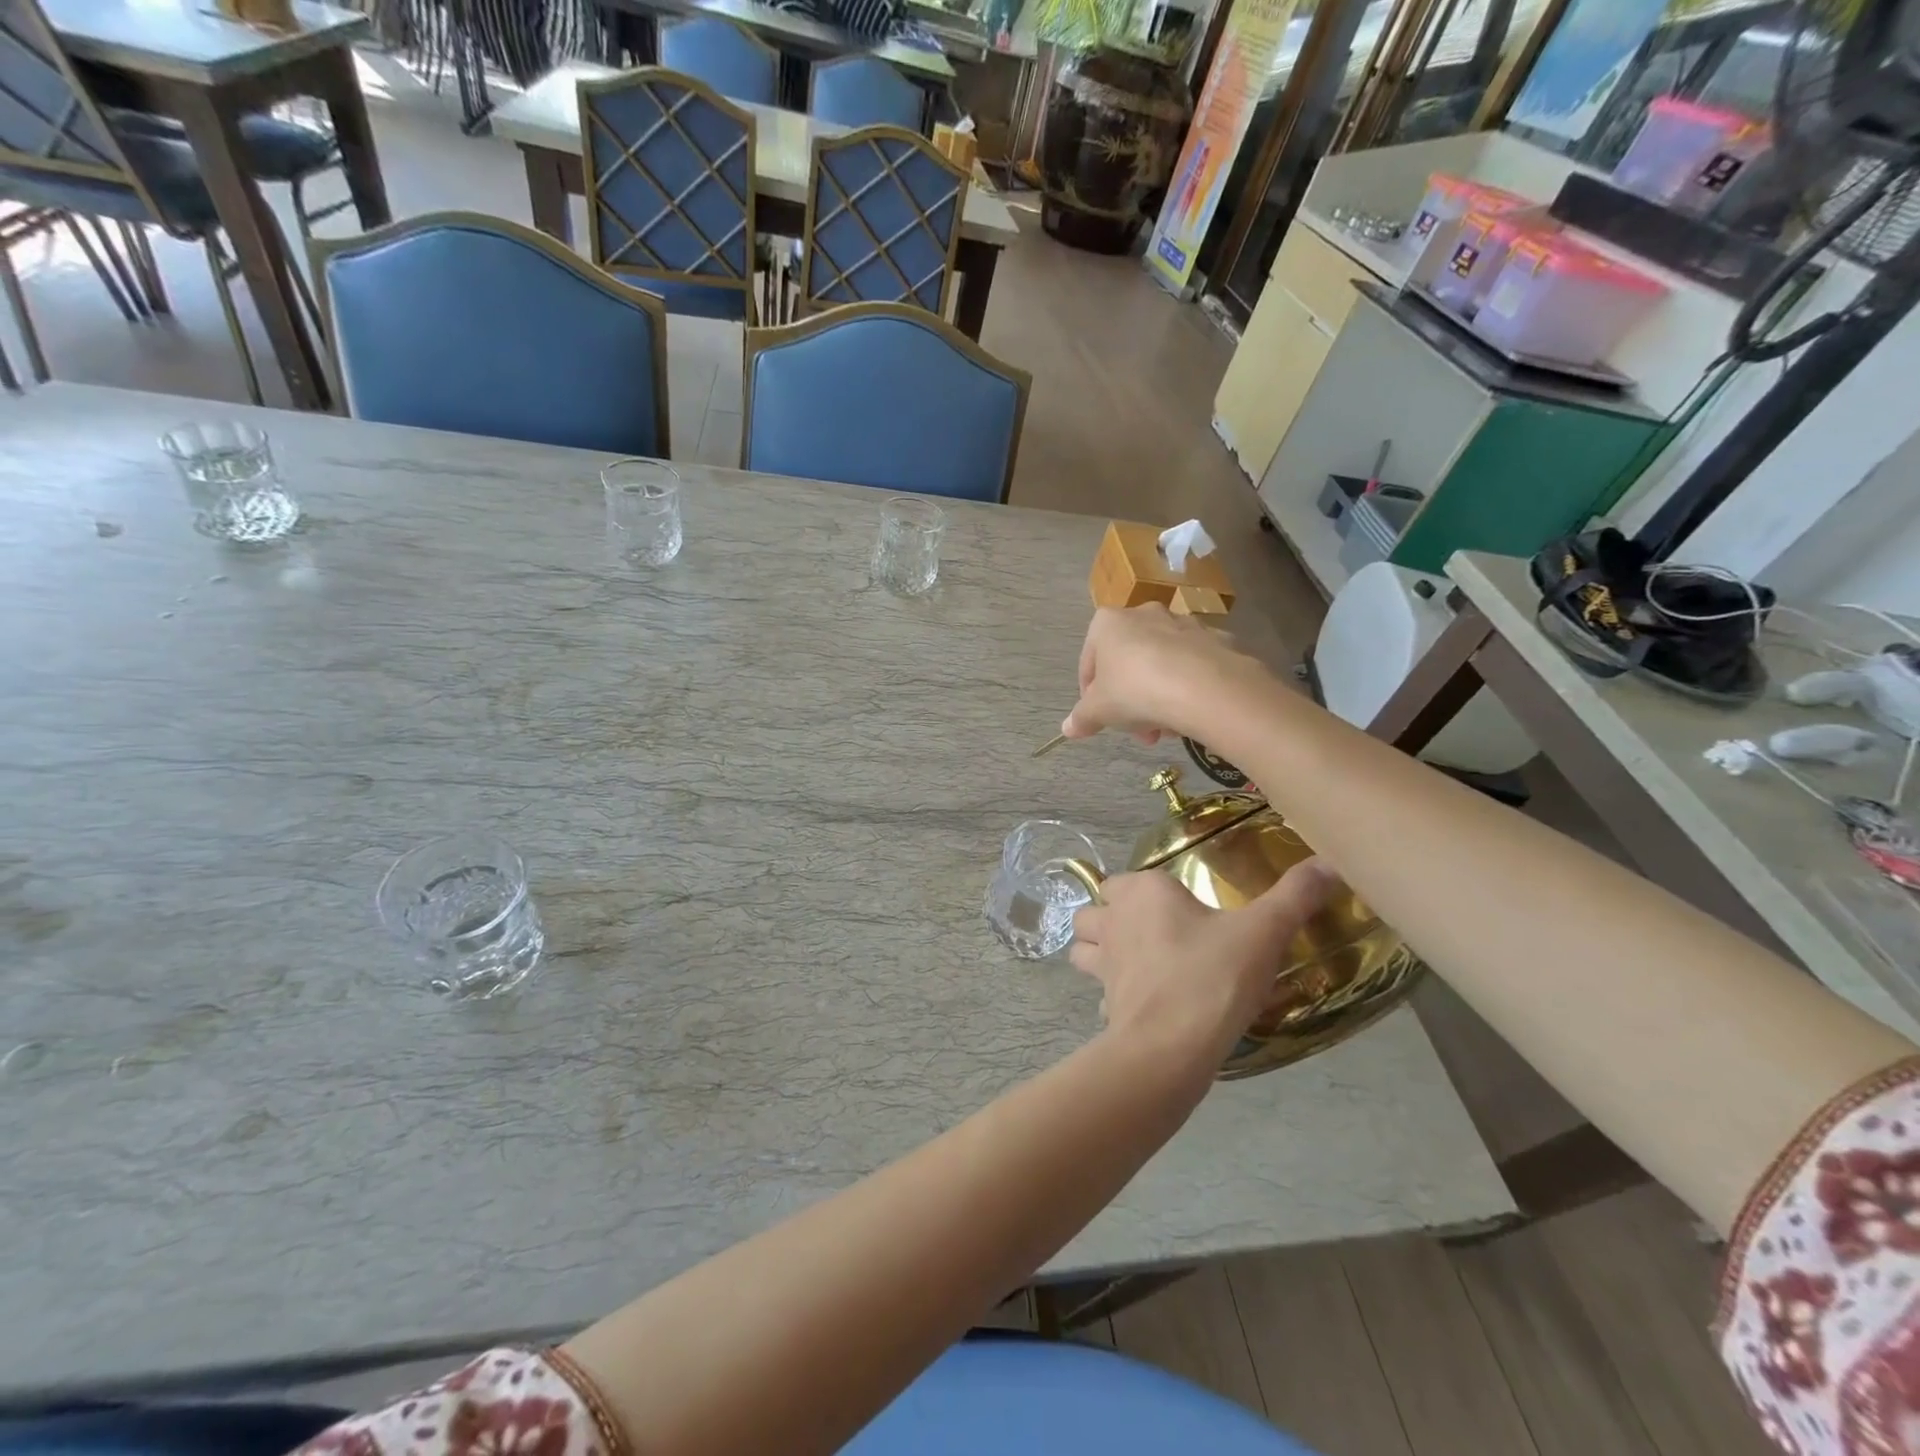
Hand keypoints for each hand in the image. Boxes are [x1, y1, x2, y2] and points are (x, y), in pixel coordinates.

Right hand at [1061, 605, 1275, 746]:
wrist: (1203, 687)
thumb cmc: (1135, 691)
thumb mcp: (1098, 711)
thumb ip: (1082, 718)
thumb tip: (1067, 728)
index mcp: (1107, 623)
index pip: (1089, 663)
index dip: (1091, 696)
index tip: (1100, 720)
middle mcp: (1144, 613)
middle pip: (1128, 663)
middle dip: (1130, 701)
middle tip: (1137, 731)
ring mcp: (1183, 623)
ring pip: (1162, 665)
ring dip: (1159, 696)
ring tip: (1166, 729)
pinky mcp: (1215, 638)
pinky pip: (1193, 666)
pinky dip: (1189, 686)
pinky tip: (1190, 713)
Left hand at [1070, 861, 1342, 1067]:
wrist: (1172, 1046)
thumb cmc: (1213, 975)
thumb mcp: (1264, 931)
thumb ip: (1295, 896)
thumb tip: (1329, 863)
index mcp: (1142, 893)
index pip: (1123, 879)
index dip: (1142, 890)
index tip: (1175, 906)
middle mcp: (1113, 922)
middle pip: (1093, 910)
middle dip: (1108, 917)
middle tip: (1148, 932)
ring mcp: (1103, 965)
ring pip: (1083, 948)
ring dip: (1096, 951)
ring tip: (1131, 962)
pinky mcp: (1104, 1004)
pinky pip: (1100, 993)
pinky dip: (1111, 996)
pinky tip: (1139, 1004)